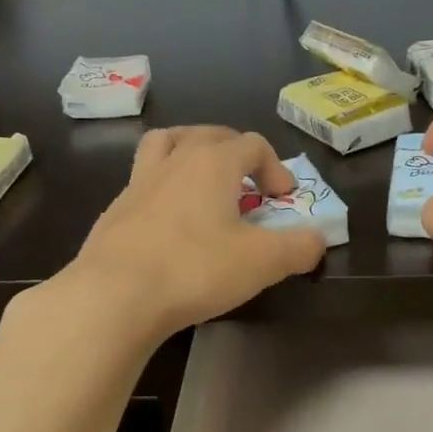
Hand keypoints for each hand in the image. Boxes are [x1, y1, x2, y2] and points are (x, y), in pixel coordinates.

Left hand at [57, 126, 326, 342]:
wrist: (114, 295)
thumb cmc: (195, 269)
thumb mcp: (262, 263)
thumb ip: (298, 248)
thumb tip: (318, 240)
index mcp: (212, 163)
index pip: (252, 144)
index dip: (276, 168)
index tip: (283, 199)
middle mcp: (174, 161)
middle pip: (209, 136)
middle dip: (236, 152)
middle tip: (248, 184)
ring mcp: (138, 184)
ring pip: (166, 145)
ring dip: (190, 152)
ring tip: (203, 180)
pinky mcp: (115, 211)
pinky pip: (144, 182)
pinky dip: (163, 189)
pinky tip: (169, 222)